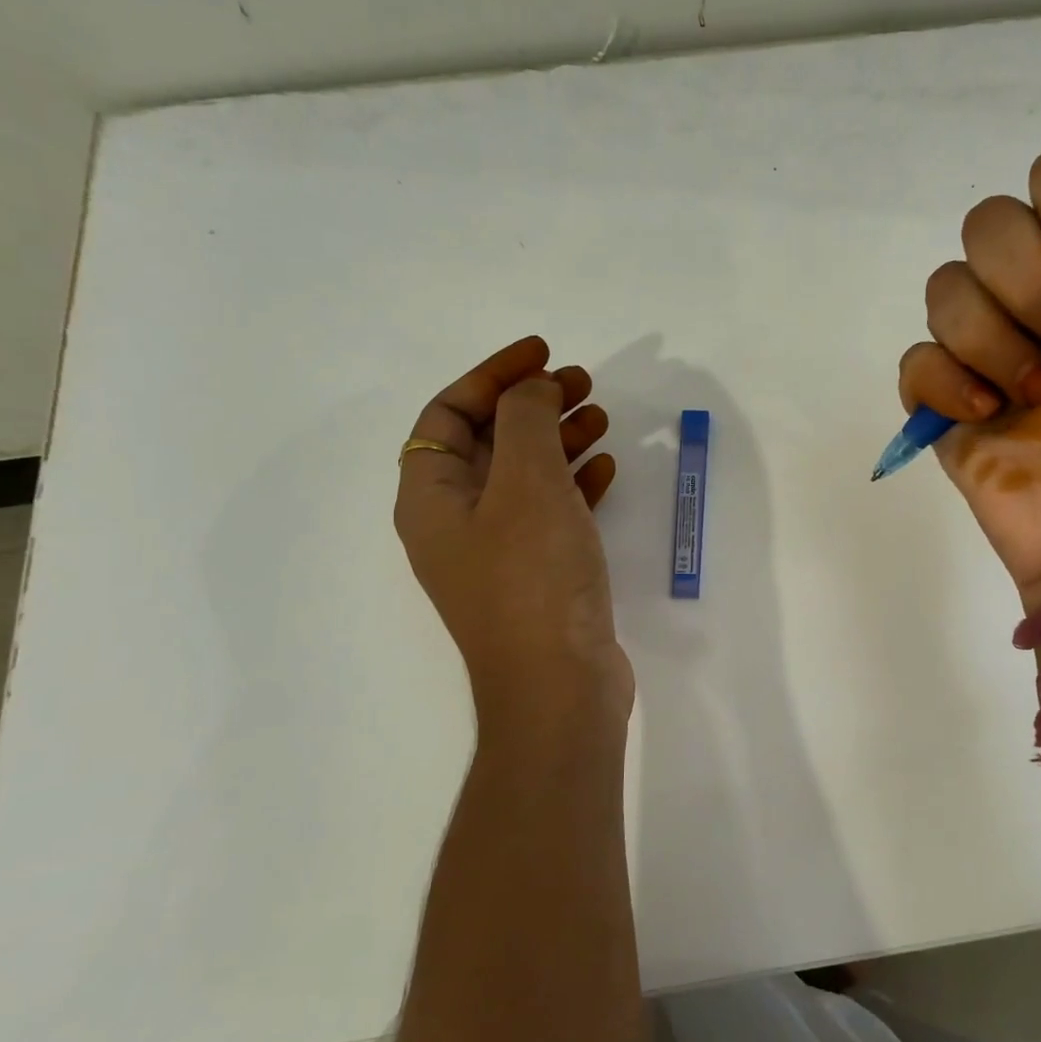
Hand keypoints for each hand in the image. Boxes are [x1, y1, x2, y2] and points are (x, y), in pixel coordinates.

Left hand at [394, 335, 632, 734]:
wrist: (559, 687)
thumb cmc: (533, 578)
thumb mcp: (527, 483)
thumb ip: (527, 421)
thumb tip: (533, 389)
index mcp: (432, 497)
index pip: (450, 414)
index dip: (493, 375)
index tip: (542, 354)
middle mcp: (457, 522)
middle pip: (490, 441)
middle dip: (534, 405)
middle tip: (583, 382)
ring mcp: (498, 552)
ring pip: (526, 475)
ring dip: (560, 440)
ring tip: (603, 418)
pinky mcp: (537, 575)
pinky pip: (552, 512)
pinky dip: (576, 484)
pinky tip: (608, 470)